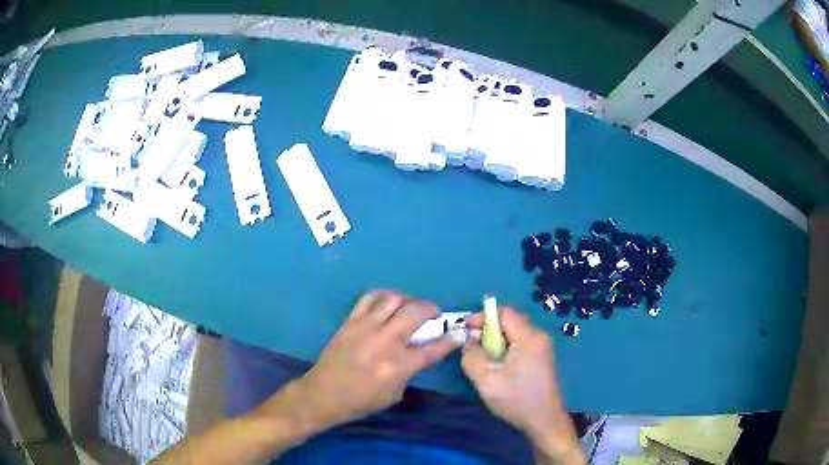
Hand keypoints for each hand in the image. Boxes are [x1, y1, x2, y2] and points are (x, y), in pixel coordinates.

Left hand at [294, 290, 459, 427]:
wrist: (323, 394)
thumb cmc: (361, 401)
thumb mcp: (394, 394)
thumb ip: (409, 371)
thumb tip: (416, 352)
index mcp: (398, 366)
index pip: (433, 349)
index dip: (450, 339)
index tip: (458, 332)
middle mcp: (384, 342)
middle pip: (415, 312)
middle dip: (431, 308)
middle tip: (434, 313)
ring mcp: (365, 328)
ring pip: (393, 299)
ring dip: (408, 300)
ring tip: (410, 307)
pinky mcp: (350, 321)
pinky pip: (369, 298)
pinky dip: (383, 296)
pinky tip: (387, 303)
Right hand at [462, 307, 584, 463]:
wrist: (544, 420)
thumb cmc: (516, 399)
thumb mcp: (485, 379)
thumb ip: (472, 356)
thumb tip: (470, 340)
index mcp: (528, 337)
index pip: (504, 312)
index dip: (482, 316)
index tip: (465, 328)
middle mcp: (538, 336)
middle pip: (510, 321)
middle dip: (488, 330)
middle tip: (472, 346)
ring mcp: (542, 347)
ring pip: (514, 333)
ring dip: (496, 341)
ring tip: (483, 358)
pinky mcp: (542, 357)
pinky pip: (520, 343)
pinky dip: (505, 349)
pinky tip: (498, 367)